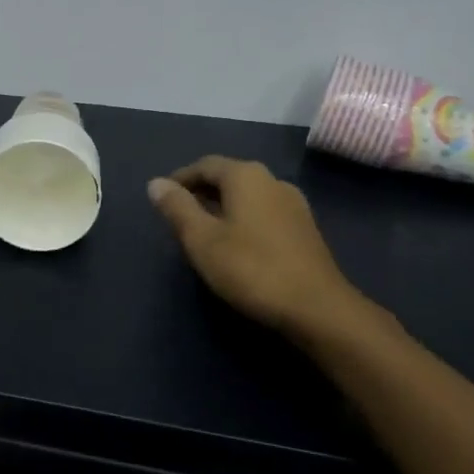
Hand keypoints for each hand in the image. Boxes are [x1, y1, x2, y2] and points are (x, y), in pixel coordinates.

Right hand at [148, 157, 375, 344]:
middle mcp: (272, 181)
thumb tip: (156, 183)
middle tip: (178, 215)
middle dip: (201, 192)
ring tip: (203, 231)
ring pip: (247, 196)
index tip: (162, 198)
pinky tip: (236, 245)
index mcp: (246, 176)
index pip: (205, 165)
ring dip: (222, 207)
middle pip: (228, 177)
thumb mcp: (202, 239)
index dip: (180, 179)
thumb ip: (177, 208)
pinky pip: (264, 212)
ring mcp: (294, 205)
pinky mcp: (305, 229)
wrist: (317, 308)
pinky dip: (243, 219)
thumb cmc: (251, 269)